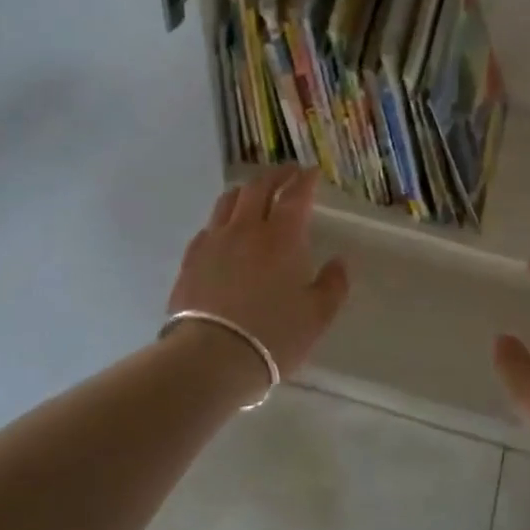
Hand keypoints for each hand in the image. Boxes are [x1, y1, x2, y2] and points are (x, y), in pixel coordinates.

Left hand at [167, 166, 349, 379]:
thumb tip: (338, 262)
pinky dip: (222, 219)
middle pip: (258, 188)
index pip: (295, 196)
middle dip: (276, 175)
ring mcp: (214, 241)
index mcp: (282, 237)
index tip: (311, 172)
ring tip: (254, 192)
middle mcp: (246, 229)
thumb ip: (332, 285)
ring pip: (228, 201)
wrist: (210, 357)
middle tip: (287, 173)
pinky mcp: (191, 259)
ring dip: (246, 190)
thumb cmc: (273, 336)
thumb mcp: (317, 316)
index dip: (304, 180)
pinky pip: (208, 227)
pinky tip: (224, 229)